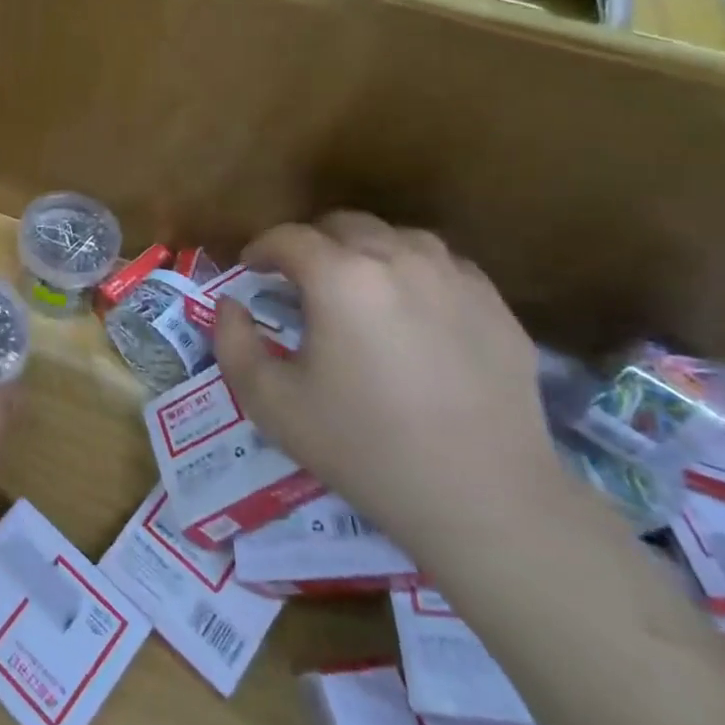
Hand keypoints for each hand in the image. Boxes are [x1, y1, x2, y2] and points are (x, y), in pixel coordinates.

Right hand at [214, 212, 562, 562]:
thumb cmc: (363, 447)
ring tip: (356, 288)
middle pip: (343, 225)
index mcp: (340, 277)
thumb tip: (230, 305)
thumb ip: (232, 342)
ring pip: (397, 237)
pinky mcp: (495, 305)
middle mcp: (398, 259)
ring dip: (364, 252)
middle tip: (298, 281)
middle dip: (311, 244)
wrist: (483, 498)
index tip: (250, 271)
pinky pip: (444, 265)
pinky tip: (410, 310)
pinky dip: (415, 272)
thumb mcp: (270, 402)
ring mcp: (455, 278)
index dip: (261, 249)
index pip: (288, 238)